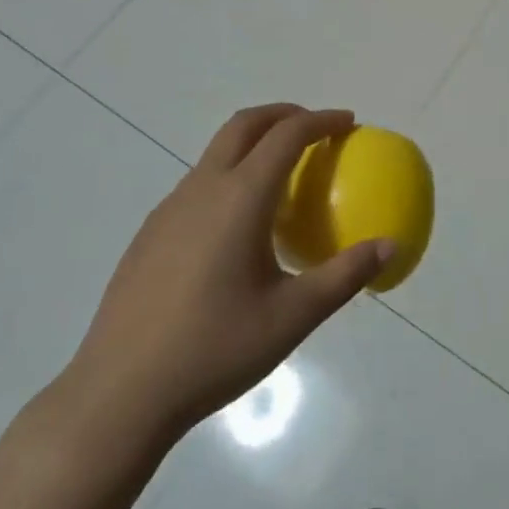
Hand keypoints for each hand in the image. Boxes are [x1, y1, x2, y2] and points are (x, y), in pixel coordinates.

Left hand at [54, 105, 391, 462]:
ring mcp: (170, 208)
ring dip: (254, 143)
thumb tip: (390, 246)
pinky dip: (230, 174)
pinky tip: (238, 226)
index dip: (322, 120)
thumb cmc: (213, 350)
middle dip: (284, 114)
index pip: (287, 135)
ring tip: (282, 175)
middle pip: (245, 124)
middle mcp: (203, 188)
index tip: (348, 123)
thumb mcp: (291, 318)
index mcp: (240, 198)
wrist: (119, 395)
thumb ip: (344, 276)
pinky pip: (199, 183)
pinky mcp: (151, 231)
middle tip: (316, 129)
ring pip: (218, 151)